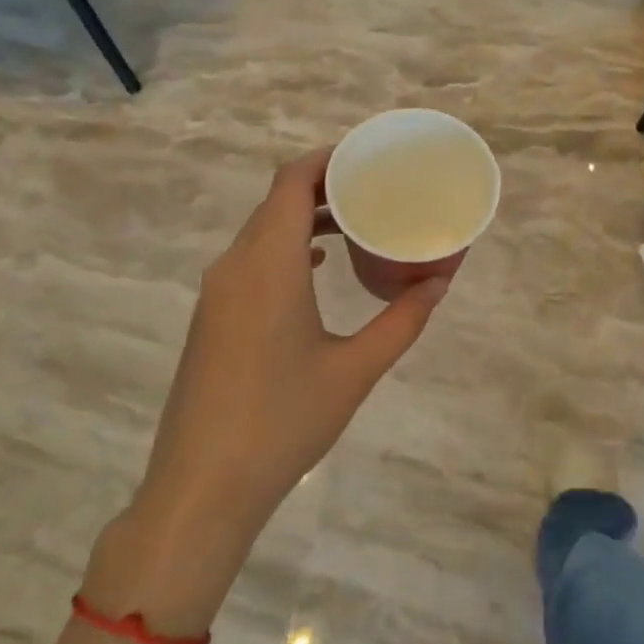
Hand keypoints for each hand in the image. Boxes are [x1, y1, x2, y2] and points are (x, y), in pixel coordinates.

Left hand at [94, 149, 447, 622]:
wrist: (201, 487)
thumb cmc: (284, 421)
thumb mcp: (356, 370)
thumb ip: (403, 320)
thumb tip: (442, 282)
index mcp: (268, 264)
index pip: (291, 181)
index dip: (327, 159)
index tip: (368, 156)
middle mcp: (235, 265)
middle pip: (276, 201)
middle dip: (324, 186)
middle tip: (375, 188)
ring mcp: (217, 292)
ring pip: (261, 231)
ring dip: (305, 218)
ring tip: (356, 223)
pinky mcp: (211, 317)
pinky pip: (251, 260)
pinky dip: (286, 248)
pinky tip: (318, 267)